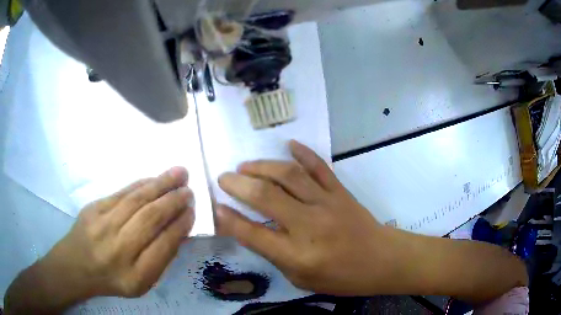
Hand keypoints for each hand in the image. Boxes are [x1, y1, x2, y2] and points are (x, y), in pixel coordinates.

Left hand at [40, 167, 193, 298]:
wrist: (76, 266)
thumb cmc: (112, 279)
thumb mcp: (141, 283)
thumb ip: (160, 259)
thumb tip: (179, 228)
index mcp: (134, 276)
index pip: (163, 246)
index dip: (180, 226)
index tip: (192, 212)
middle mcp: (118, 250)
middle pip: (150, 219)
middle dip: (173, 201)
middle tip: (189, 190)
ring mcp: (102, 226)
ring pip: (136, 200)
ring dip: (161, 184)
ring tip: (180, 173)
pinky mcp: (93, 208)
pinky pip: (121, 193)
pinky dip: (141, 184)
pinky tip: (154, 178)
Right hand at [216, 141, 392, 294]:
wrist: (381, 260)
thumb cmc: (341, 277)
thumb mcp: (301, 279)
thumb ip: (275, 255)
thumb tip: (248, 229)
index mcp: (298, 255)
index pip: (253, 233)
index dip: (229, 219)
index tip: (215, 205)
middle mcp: (309, 225)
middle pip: (266, 197)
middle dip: (238, 184)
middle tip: (224, 177)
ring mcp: (327, 203)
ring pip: (289, 176)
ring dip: (262, 166)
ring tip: (245, 165)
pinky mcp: (340, 191)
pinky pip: (320, 166)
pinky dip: (303, 153)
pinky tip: (289, 145)